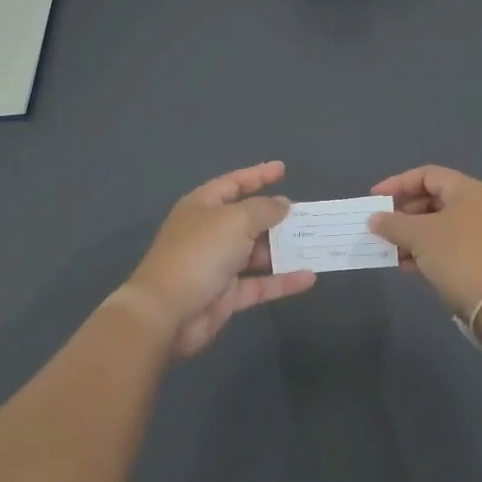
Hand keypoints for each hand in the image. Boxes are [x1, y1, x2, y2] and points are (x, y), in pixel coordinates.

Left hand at [116, 161, 316, 357]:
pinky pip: (260, 284)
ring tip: (314, 244)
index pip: (234, 183)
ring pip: (256, 253)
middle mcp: (209, 232)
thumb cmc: (200, 253)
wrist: (166, 312)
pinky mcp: (226, 295)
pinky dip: (282, 281)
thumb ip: (264, 209)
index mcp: (203, 206)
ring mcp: (218, 265)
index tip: (283, 169)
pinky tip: (309, 277)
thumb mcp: (236, 220)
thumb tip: (282, 205)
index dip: (258, 175)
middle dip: (276, 217)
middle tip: (306, 214)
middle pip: (247, 219)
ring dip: (283, 250)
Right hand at [368, 165, 481, 318]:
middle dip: (404, 214)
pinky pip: (449, 247)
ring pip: (440, 227)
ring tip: (390, 251)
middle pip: (434, 200)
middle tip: (382, 228)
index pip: (427, 175)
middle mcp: (480, 206)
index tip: (375, 199)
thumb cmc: (458, 256)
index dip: (398, 184)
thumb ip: (393, 224)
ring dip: (412, 236)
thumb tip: (375, 219)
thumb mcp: (419, 236)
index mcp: (468, 190)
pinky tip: (408, 267)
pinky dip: (427, 252)